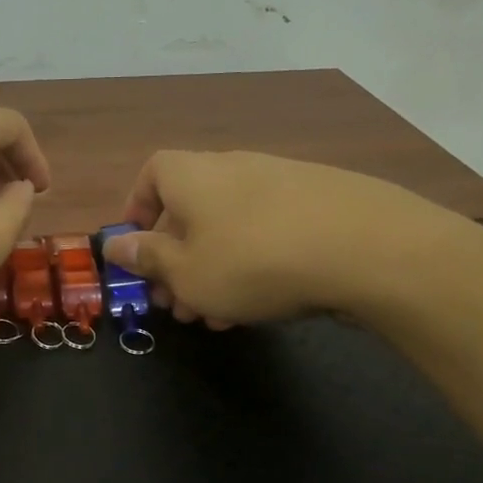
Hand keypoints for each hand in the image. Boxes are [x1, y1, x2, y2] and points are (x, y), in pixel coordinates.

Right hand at [103, 150, 468, 326]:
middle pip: (191, 209)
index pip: (152, 174)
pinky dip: (254, 262)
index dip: (138, 209)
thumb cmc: (253, 261)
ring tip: (216, 314)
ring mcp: (282, 181)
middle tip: (175, 303)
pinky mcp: (321, 201)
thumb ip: (147, 258)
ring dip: (214, 269)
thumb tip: (114, 243)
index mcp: (193, 176)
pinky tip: (262, 303)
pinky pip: (268, 231)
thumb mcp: (186, 272)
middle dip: (176, 259)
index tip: (137, 249)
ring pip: (230, 227)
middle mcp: (234, 167)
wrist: (368, 249)